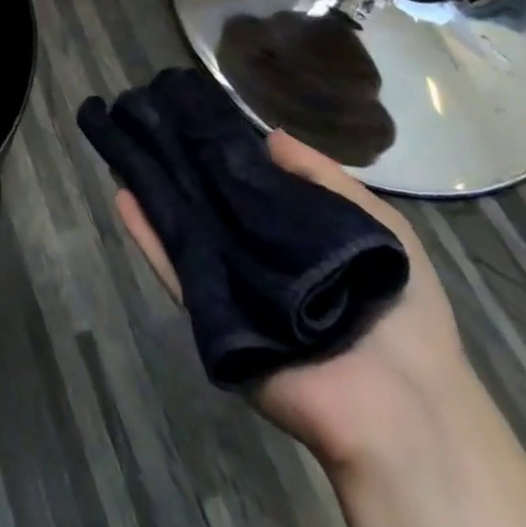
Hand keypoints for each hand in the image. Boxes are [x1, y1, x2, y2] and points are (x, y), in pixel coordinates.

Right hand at [114, 130, 474, 472]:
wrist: (402, 409)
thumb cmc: (399, 309)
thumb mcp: (380, 226)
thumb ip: (323, 179)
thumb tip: (267, 136)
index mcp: (296, 238)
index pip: (249, 188)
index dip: (222, 154)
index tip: (193, 117)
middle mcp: (258, 258)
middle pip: (210, 206)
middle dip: (180, 169)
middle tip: (147, 125)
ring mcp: (232, 288)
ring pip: (186, 232)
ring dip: (155, 195)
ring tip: (123, 152)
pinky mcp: (212, 318)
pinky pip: (176, 272)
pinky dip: (148, 237)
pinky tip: (124, 199)